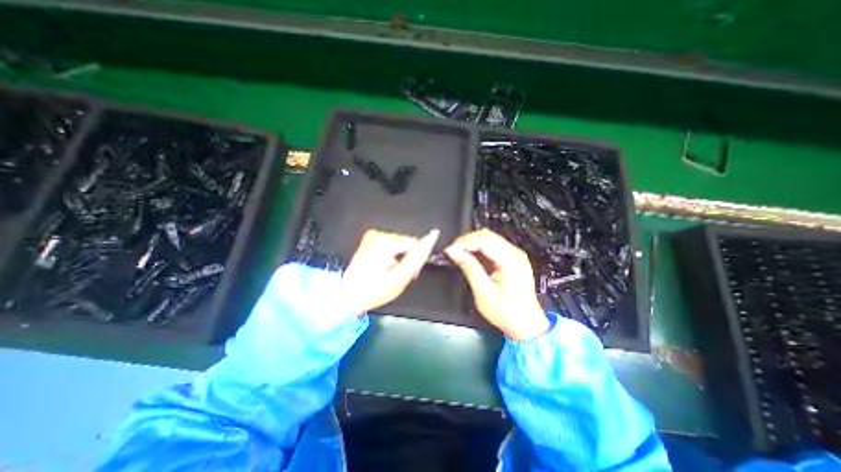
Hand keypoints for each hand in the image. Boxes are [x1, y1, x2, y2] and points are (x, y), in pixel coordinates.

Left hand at [341, 229, 439, 312]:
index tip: (406, 273)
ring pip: (399, 243)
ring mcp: (372, 235)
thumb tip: (432, 237)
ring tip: (388, 272)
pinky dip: (390, 255)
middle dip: (406, 257)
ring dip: (398, 256)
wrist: (347, 295)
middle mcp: (378, 233)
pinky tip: (382, 267)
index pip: (414, 243)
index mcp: (386, 241)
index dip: (414, 259)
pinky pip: (389, 244)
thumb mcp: (401, 277)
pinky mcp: (369, 239)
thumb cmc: (374, 290)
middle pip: (406, 242)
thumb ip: (418, 257)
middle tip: (396, 275)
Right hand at [443, 228, 548, 338]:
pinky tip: (470, 256)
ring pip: (490, 239)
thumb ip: (469, 268)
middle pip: (487, 236)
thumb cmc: (506, 312)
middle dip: (467, 241)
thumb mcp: (483, 291)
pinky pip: (493, 246)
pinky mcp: (513, 259)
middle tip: (453, 251)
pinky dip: (479, 249)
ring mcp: (515, 256)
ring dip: (472, 243)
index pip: (484, 240)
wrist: (526, 325)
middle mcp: (515, 254)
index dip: (465, 242)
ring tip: (459, 253)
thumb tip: (454, 252)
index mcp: (510, 261)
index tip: (450, 250)